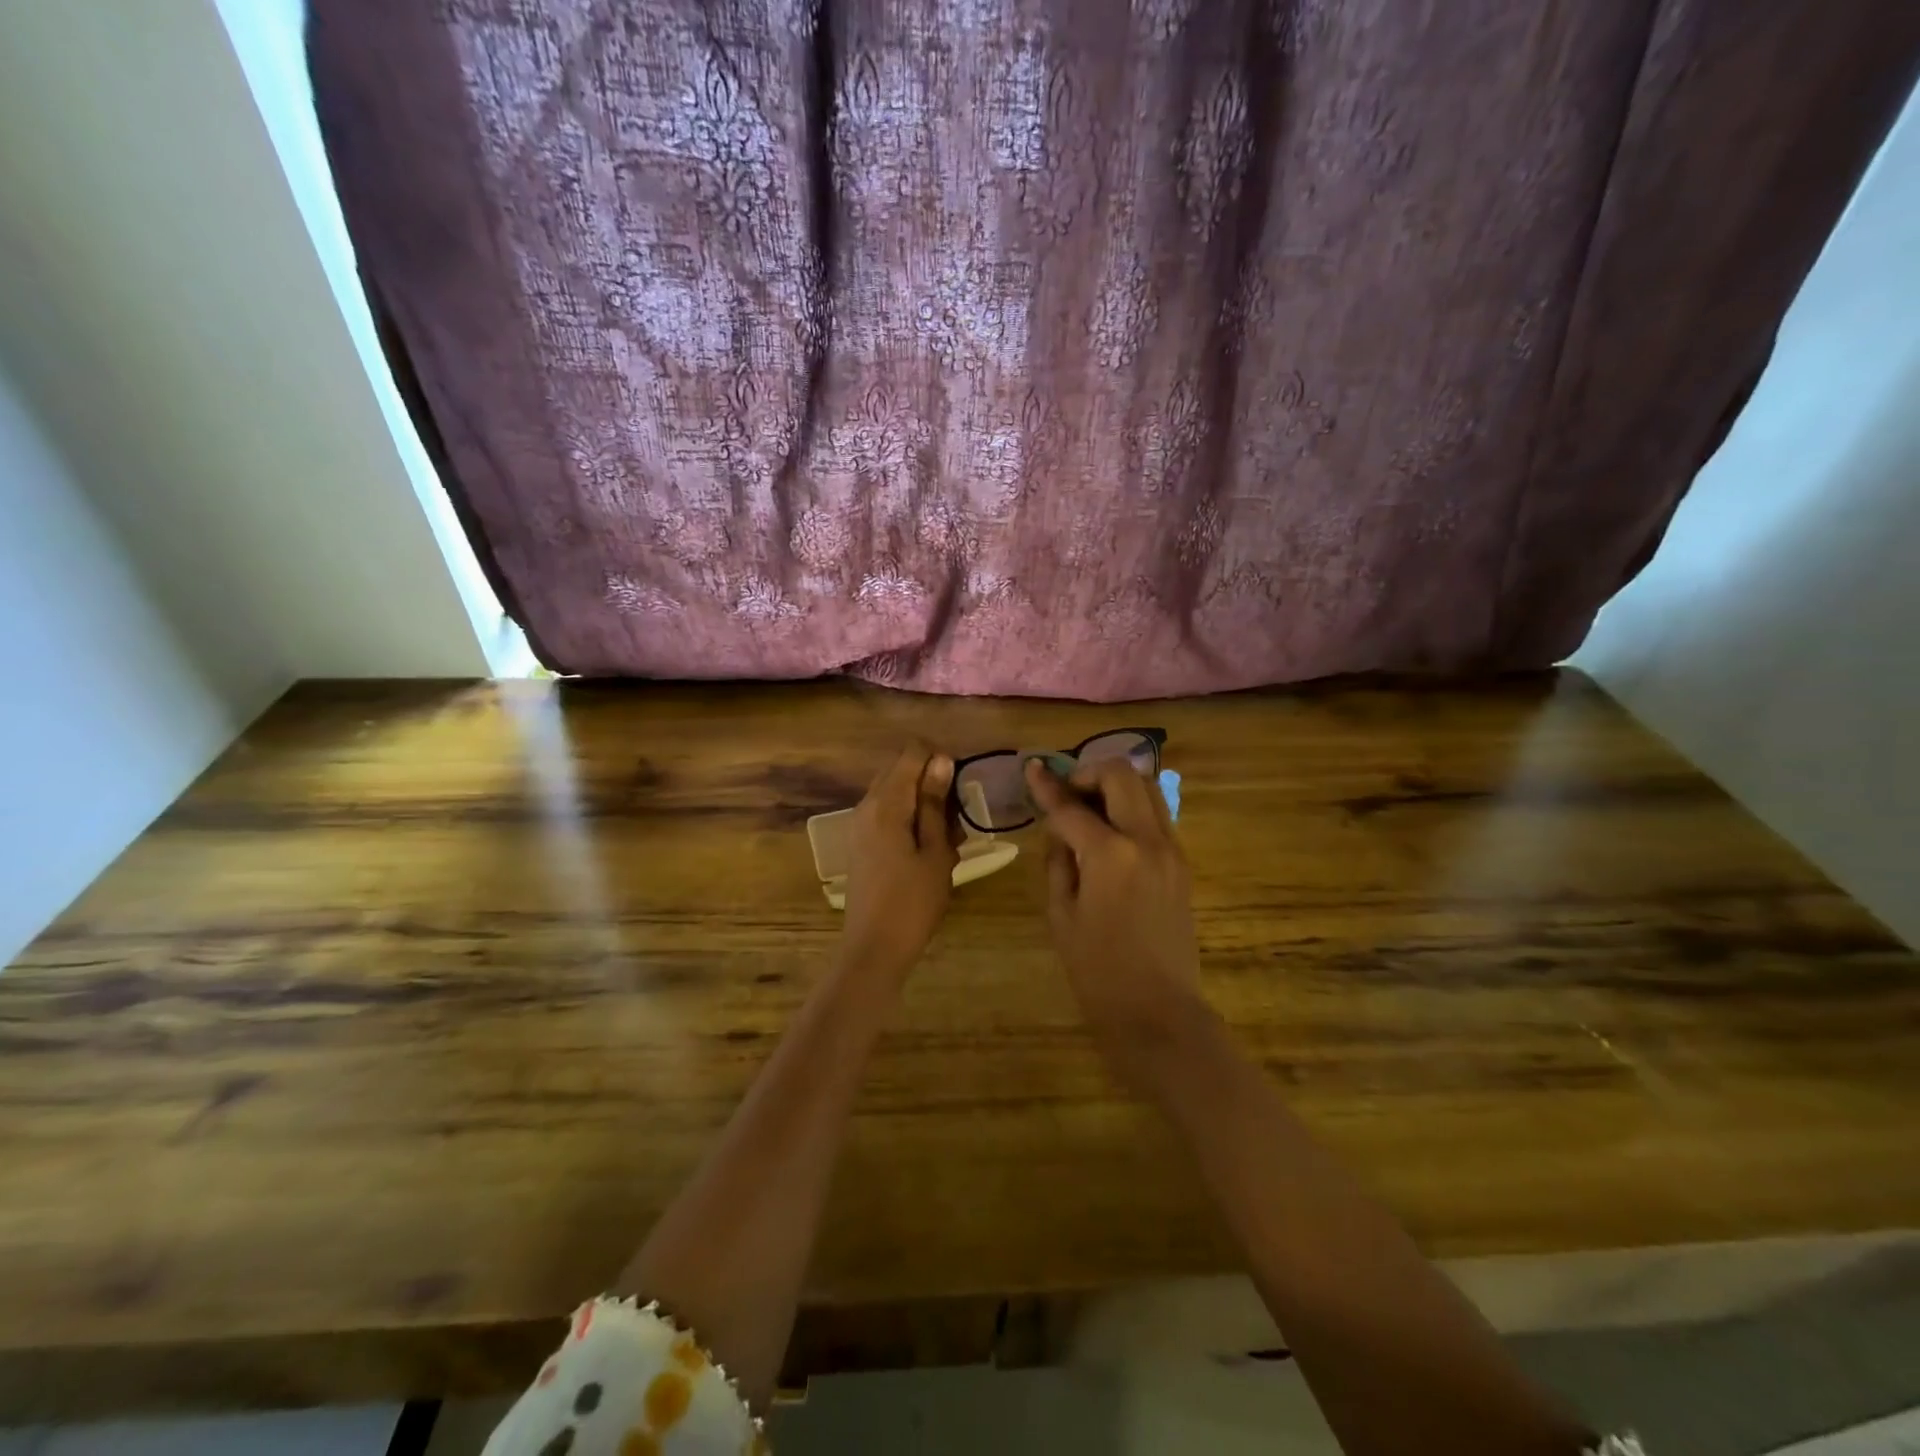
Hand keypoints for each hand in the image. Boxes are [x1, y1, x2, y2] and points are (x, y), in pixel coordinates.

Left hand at [841, 742, 959, 981]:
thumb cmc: (913, 902)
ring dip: (925, 804)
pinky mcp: (862, 842)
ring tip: (948, 841)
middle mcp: (867, 804)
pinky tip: (930, 852)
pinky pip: (889, 814)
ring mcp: (861, 824)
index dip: (940, 759)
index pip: (912, 751)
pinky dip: (911, 821)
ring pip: (897, 793)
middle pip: (902, 769)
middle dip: (933, 783)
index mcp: (886, 803)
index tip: (960, 790)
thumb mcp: (936, 852)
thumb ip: (936, 804)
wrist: (874, 949)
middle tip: (957, 819)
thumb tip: (941, 759)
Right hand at [1025, 757, 1204, 1076]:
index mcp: (1109, 854)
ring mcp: (1171, 849)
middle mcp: (1146, 840)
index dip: (1047, 786)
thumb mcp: (1061, 914)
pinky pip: (1157, 815)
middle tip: (1067, 794)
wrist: (1158, 1011)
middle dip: (1088, 774)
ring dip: (1115, 786)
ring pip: (1146, 788)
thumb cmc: (1098, 971)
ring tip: (1089, 808)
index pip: (1070, 807)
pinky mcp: (1182, 863)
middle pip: (1120, 776)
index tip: (1032, 768)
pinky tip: (1111, 831)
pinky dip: (1132, 807)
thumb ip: (1059, 861)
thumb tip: (1061, 831)